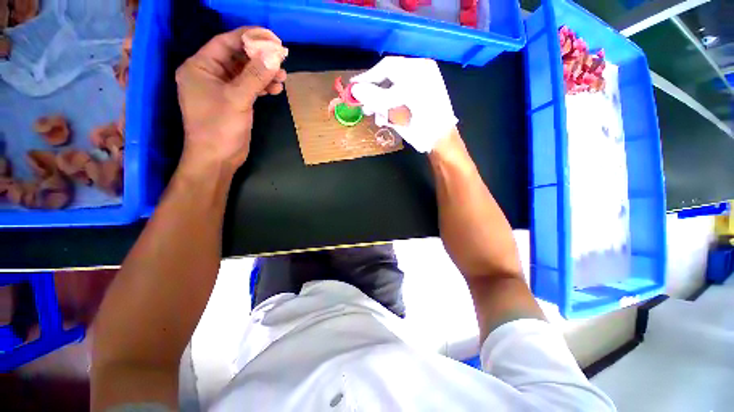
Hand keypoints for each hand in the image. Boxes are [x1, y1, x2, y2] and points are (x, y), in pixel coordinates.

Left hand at [175, 27, 287, 172]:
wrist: (217, 158)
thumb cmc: (219, 127)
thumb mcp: (237, 99)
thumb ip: (255, 76)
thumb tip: (274, 56)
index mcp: (200, 66)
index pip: (226, 42)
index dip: (249, 37)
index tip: (272, 39)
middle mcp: (209, 74)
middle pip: (237, 57)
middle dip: (260, 59)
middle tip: (281, 60)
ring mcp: (222, 89)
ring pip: (245, 74)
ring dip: (263, 74)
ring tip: (283, 77)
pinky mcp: (233, 102)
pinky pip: (248, 87)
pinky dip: (262, 87)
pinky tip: (275, 88)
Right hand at [350, 57, 457, 152]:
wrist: (440, 141)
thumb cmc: (424, 123)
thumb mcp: (398, 108)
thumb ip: (375, 97)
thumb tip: (355, 89)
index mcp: (418, 70)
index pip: (388, 67)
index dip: (368, 77)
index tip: (353, 85)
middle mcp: (417, 75)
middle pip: (387, 80)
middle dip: (374, 95)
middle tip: (364, 107)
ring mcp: (417, 89)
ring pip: (390, 92)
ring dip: (380, 105)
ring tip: (375, 117)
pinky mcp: (414, 102)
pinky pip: (395, 102)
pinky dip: (387, 110)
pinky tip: (384, 120)